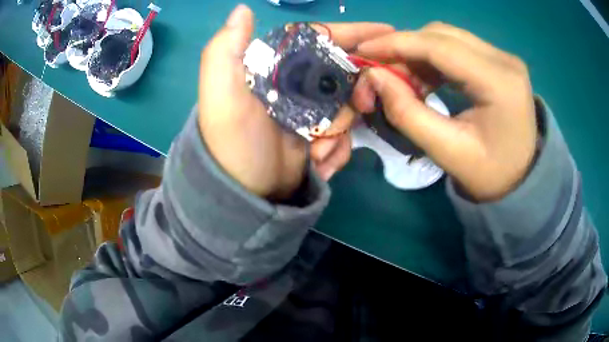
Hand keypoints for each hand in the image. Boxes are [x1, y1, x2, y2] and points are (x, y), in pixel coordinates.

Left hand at [198, 5, 393, 198]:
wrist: (243, 194)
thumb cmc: (234, 143)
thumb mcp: (221, 95)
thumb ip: (225, 51)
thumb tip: (242, 9)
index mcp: (277, 68)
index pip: (321, 40)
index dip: (353, 33)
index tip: (387, 33)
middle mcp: (295, 85)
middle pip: (344, 75)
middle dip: (356, 93)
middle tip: (362, 107)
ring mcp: (310, 113)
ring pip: (347, 109)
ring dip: (340, 132)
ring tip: (318, 151)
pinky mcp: (318, 138)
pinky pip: (344, 136)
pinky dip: (336, 150)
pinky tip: (318, 163)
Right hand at [354, 22, 536, 200]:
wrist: (522, 178)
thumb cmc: (490, 174)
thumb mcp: (447, 152)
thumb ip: (408, 113)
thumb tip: (374, 76)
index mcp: (500, 83)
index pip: (440, 47)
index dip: (397, 44)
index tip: (363, 50)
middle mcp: (504, 60)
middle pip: (441, 35)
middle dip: (404, 47)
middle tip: (380, 71)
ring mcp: (503, 57)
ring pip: (447, 37)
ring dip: (417, 52)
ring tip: (403, 79)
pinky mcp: (498, 61)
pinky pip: (457, 46)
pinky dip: (432, 57)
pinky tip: (424, 77)